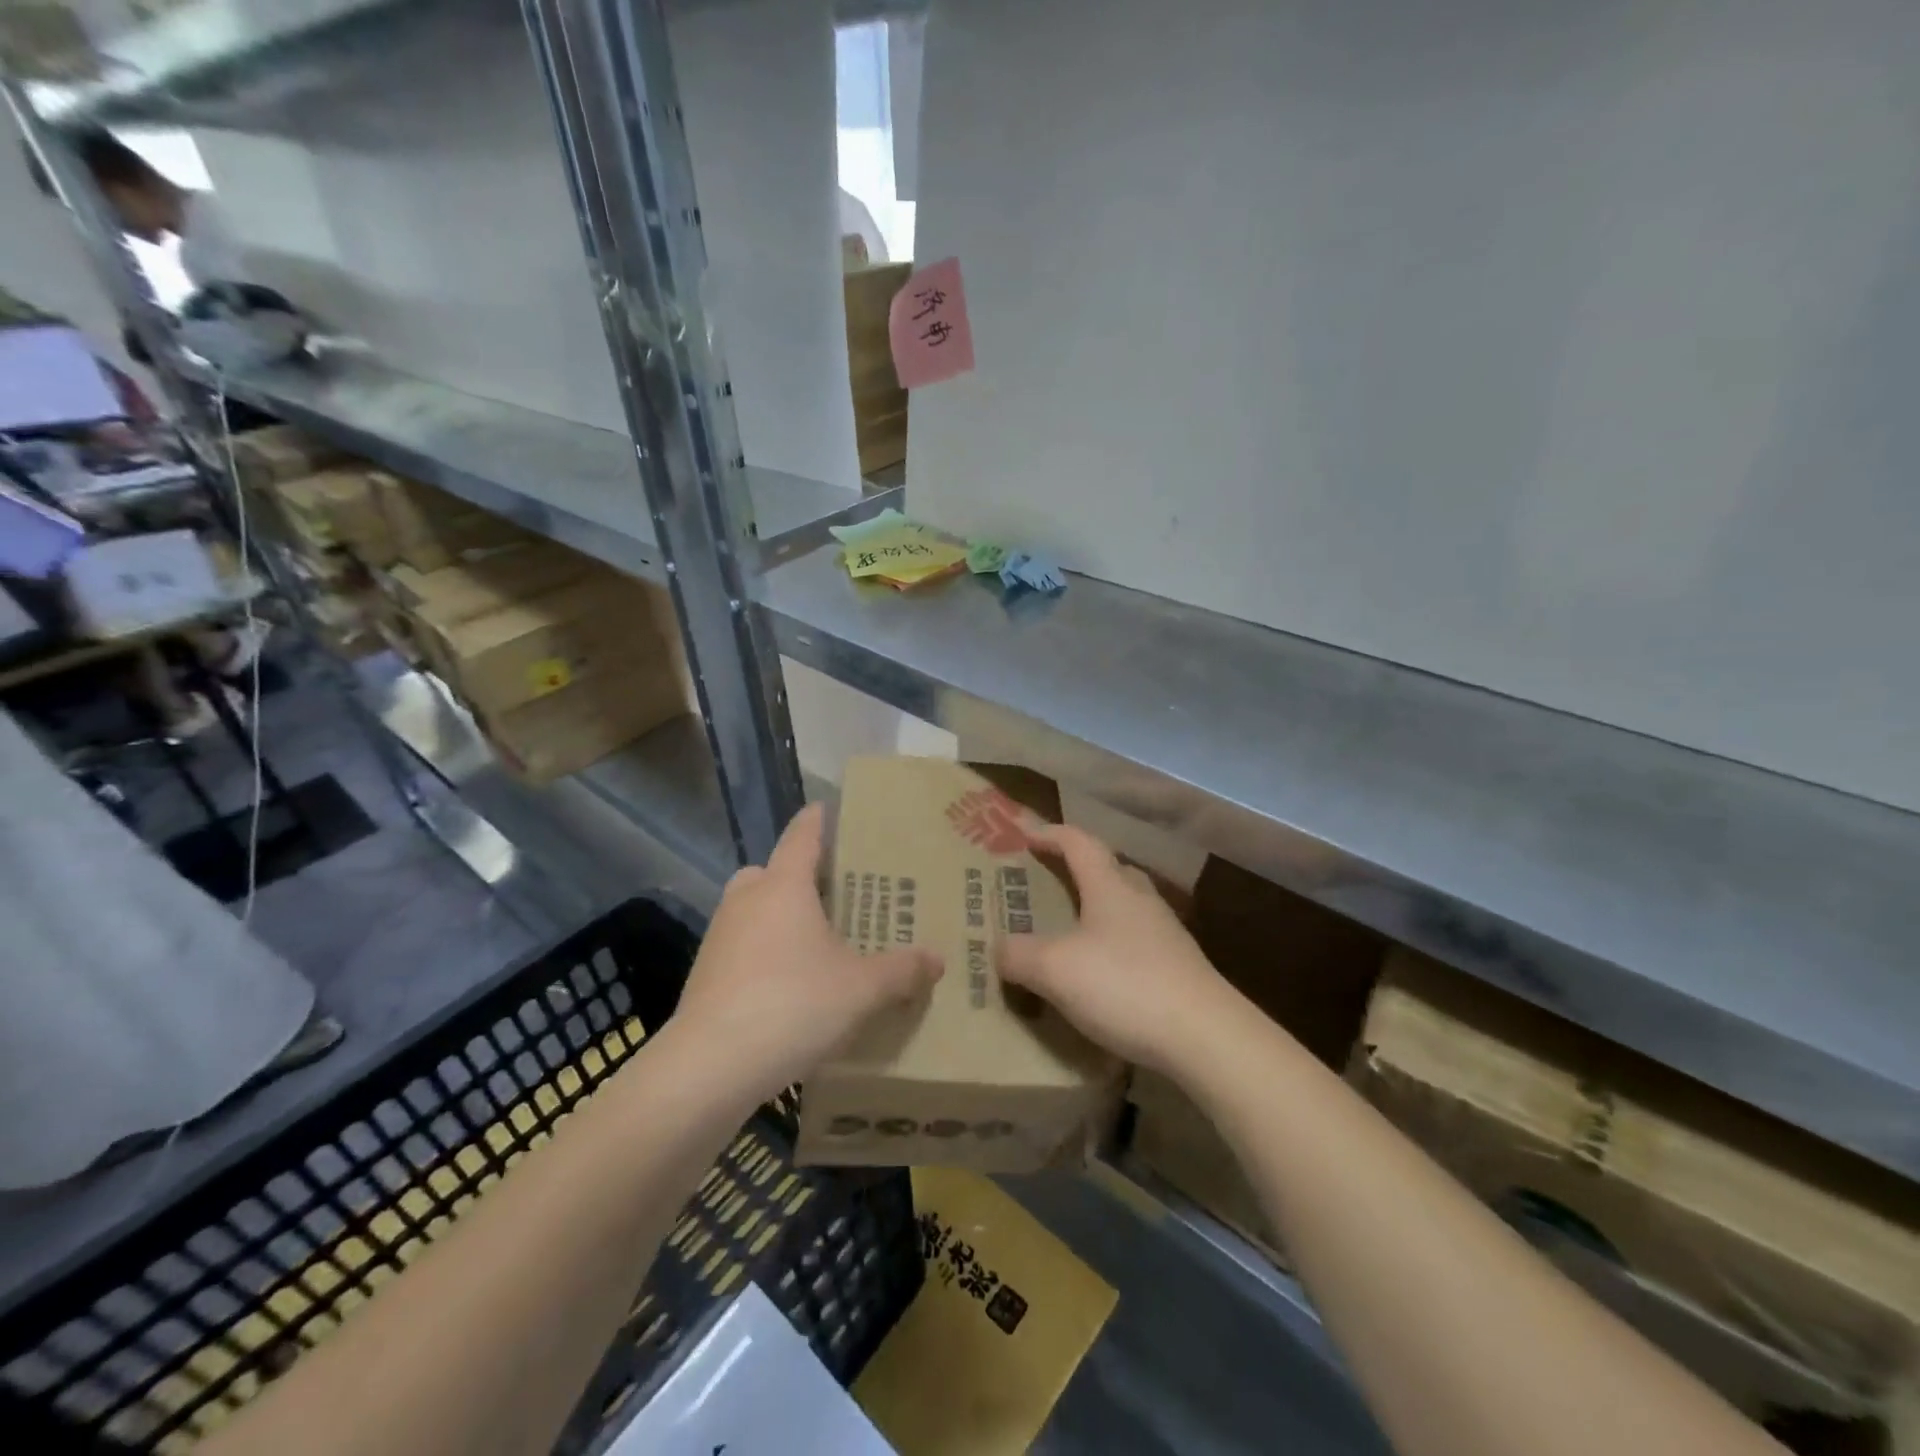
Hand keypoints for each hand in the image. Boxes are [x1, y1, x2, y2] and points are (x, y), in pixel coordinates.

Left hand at [672, 804, 942, 1102]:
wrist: (709, 1067)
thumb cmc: (793, 1005)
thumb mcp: (862, 989)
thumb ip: (902, 971)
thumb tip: (937, 960)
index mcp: (784, 886)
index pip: (802, 836)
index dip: (818, 820)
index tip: (828, 808)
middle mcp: (747, 900)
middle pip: (772, 872)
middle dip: (799, 878)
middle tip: (834, 896)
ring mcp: (719, 937)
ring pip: (754, 911)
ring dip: (779, 919)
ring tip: (816, 947)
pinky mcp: (704, 975)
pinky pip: (742, 948)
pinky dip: (763, 955)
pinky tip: (788, 988)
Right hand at [999, 824, 1237, 1075]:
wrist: (1206, 1036)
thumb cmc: (1125, 986)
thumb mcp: (1055, 970)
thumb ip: (1019, 955)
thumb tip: (1000, 949)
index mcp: (1110, 887)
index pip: (1080, 843)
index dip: (1052, 834)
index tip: (1027, 835)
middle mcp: (1141, 901)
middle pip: (1110, 869)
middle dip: (1079, 868)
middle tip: (1051, 879)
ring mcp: (1166, 934)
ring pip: (1127, 906)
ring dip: (1099, 907)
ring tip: (1073, 928)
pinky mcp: (1180, 968)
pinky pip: (1138, 941)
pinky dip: (1114, 944)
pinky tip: (1102, 973)